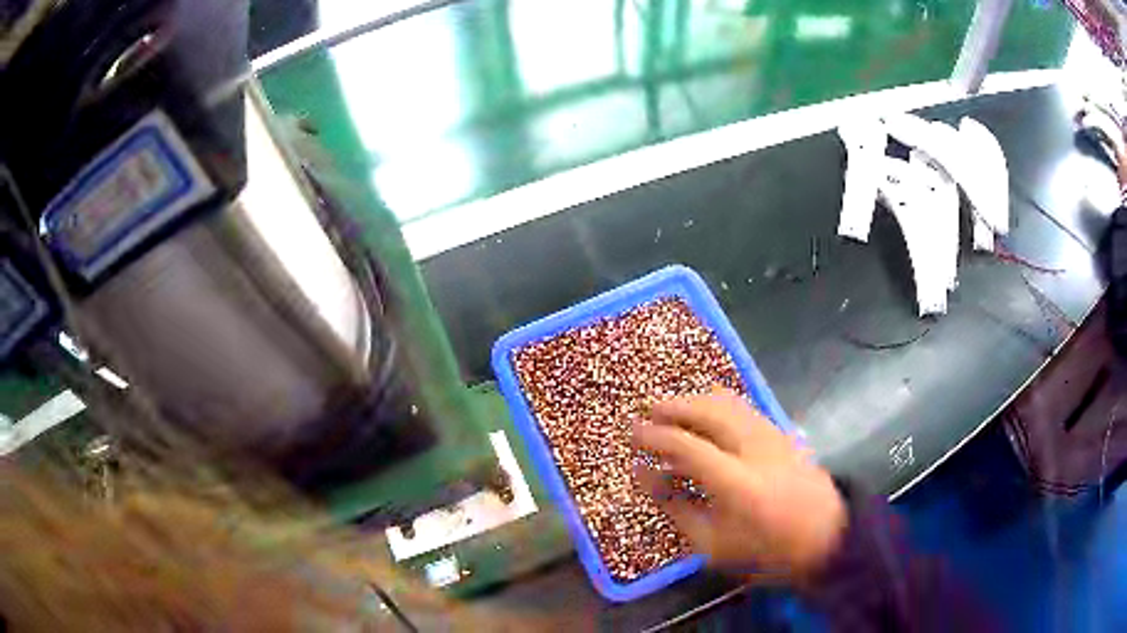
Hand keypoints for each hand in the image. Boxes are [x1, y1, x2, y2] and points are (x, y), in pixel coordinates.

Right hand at [633, 388, 845, 581]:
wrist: (827, 537)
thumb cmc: (766, 551)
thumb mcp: (714, 545)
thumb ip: (677, 508)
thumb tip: (646, 476)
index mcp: (737, 482)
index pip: (686, 445)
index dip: (654, 437)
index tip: (632, 435)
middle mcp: (755, 447)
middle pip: (707, 410)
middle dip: (671, 406)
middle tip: (645, 413)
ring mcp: (772, 434)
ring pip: (726, 401)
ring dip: (693, 400)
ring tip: (670, 411)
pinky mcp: (782, 431)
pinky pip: (742, 406)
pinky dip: (716, 404)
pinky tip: (705, 416)